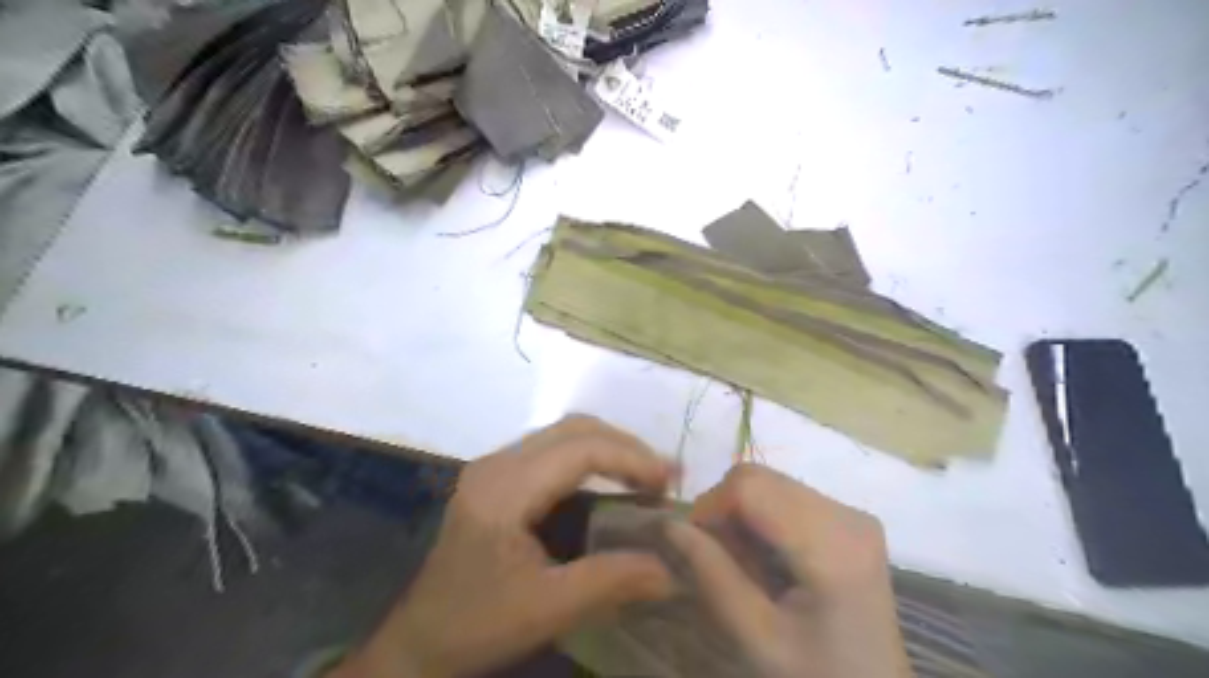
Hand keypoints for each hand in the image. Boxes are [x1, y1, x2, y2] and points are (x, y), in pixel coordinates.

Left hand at [330, 413, 676, 677]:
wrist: (419, 641)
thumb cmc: (477, 624)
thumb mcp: (547, 610)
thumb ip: (610, 582)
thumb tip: (671, 571)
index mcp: (504, 489)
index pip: (579, 449)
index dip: (630, 458)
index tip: (669, 481)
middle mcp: (497, 464)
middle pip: (573, 428)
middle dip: (624, 445)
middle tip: (662, 476)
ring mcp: (493, 466)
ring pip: (563, 433)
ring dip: (608, 447)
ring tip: (644, 476)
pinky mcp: (496, 477)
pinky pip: (552, 449)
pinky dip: (589, 457)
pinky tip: (608, 482)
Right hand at [665, 465, 912, 676]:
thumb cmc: (815, 676)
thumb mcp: (756, 637)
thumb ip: (712, 574)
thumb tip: (669, 523)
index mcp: (833, 546)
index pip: (751, 487)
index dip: (710, 506)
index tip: (695, 545)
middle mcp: (848, 514)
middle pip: (760, 477)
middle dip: (724, 510)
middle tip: (720, 558)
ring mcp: (852, 513)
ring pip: (769, 482)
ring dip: (742, 514)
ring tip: (745, 563)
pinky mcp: (849, 517)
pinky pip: (786, 494)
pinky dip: (761, 517)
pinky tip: (767, 556)